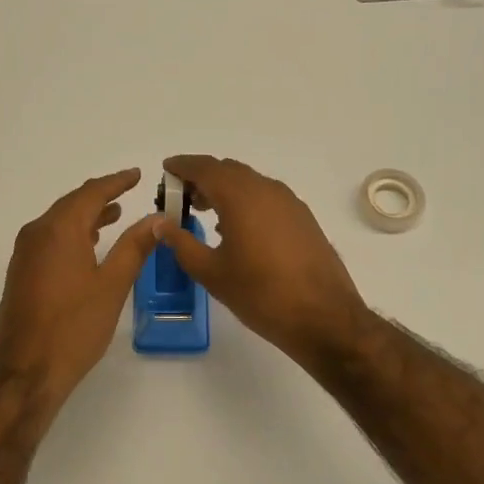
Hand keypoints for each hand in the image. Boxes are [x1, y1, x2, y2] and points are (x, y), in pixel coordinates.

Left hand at [0, 169, 164, 409]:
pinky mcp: (21, 274)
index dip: (116, 182)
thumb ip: (134, 247)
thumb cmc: (74, 327)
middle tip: (127, 192)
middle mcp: (36, 234)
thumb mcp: (112, 285)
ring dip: (86, 216)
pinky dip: (72, 235)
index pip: (90, 193)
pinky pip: (49, 240)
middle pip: (71, 204)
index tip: (136, 174)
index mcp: (59, 230)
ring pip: (59, 223)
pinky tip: (88, 247)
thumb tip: (155, 218)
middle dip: (100, 197)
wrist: (25, 371)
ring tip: (114, 216)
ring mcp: (24, 254)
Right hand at [160, 155, 375, 368]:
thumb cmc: (260, 294)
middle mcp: (266, 189)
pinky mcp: (303, 218)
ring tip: (205, 211)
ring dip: (225, 189)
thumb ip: (181, 243)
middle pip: (227, 170)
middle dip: (202, 178)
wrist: (323, 317)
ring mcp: (289, 202)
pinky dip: (245, 201)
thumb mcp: (211, 272)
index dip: (182, 166)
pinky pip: (266, 197)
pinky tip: (237, 228)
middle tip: (181, 197)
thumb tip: (160, 224)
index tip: (166, 170)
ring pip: (249, 182)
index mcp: (240, 196)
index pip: (204, 168)